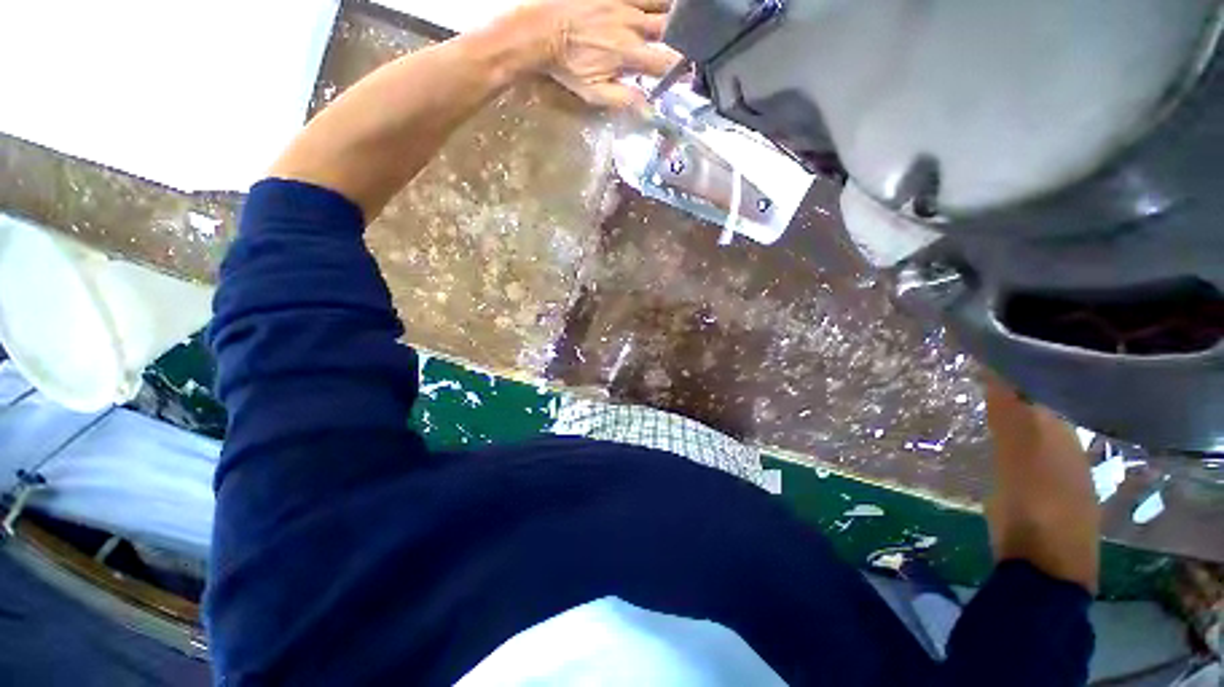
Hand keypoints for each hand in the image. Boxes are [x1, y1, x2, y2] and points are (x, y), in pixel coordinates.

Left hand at [519, 0, 683, 107]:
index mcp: (629, 54)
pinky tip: (662, 6)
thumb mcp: (594, 92)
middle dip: (684, 36)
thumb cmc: (567, 65)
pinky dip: (656, 0)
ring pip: (662, 2)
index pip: (665, 62)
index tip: (689, 75)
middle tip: (693, 43)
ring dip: (676, 11)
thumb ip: (624, 100)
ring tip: (685, 19)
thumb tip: (650, 112)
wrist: (540, 28)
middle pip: (670, 28)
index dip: (681, 69)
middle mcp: (633, 24)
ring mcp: (625, 2)